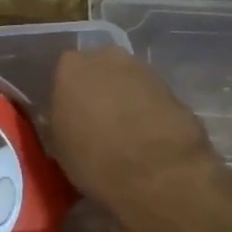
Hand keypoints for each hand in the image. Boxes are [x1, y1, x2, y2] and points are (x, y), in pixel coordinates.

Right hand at [49, 46, 225, 217]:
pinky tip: (146, 139)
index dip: (66, 96)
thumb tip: (64, 119)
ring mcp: (143, 70)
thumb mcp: (58, 146)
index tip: (68, 118)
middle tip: (95, 123)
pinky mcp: (173, 88)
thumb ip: (58, 122)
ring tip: (123, 135)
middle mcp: (106, 58)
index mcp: (71, 67)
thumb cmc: (95, 159)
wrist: (159, 174)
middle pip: (97, 72)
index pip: (61, 74)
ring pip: (126, 82)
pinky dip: (147, 112)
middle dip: (96, 92)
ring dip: (123, 101)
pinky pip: (150, 98)